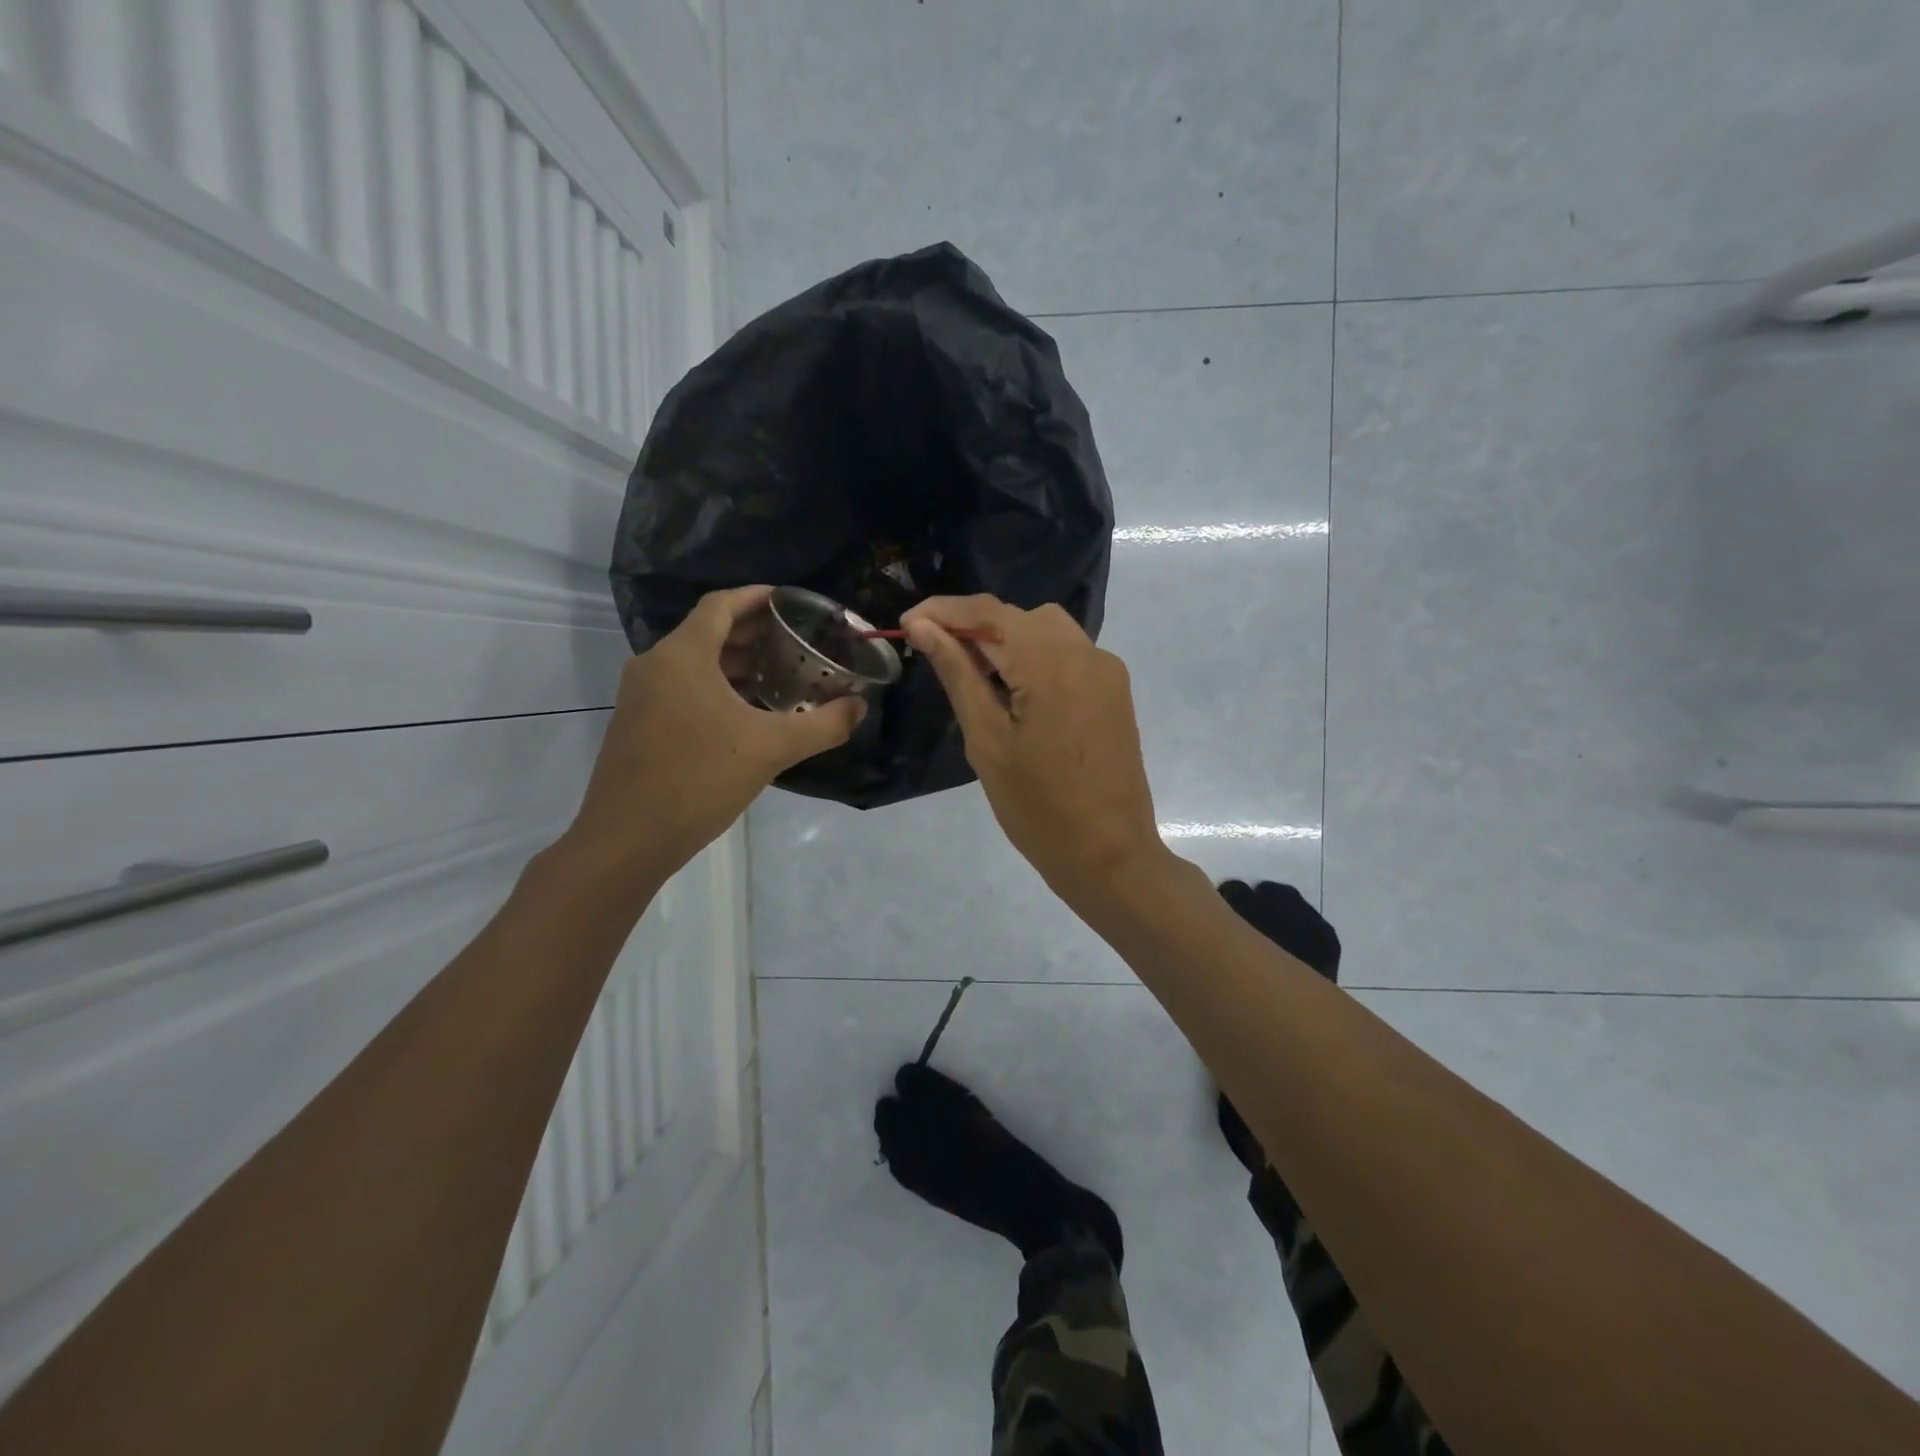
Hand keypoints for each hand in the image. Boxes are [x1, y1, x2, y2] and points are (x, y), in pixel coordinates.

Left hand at [565, 586, 865, 882]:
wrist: (628, 838)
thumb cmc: (699, 779)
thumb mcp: (771, 749)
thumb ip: (823, 725)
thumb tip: (859, 707)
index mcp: (682, 655)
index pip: (721, 605)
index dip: (757, 597)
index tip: (791, 602)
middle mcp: (655, 665)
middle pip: (708, 632)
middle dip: (753, 633)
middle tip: (796, 643)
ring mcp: (640, 696)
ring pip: (694, 663)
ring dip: (736, 664)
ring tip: (779, 677)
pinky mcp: (636, 724)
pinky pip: (682, 689)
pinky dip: (716, 688)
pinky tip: (746, 715)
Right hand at [901, 595, 1169, 902]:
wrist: (1109, 854)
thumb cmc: (1037, 807)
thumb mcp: (987, 740)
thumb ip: (958, 674)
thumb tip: (924, 627)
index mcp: (1052, 663)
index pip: (989, 612)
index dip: (943, 611)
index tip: (907, 624)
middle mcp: (1086, 652)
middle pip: (1019, 616)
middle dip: (974, 626)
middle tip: (935, 654)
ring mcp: (1106, 669)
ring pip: (1045, 630)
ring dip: (1005, 640)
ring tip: (972, 676)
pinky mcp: (1114, 689)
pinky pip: (1067, 653)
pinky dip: (1034, 657)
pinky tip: (1014, 691)